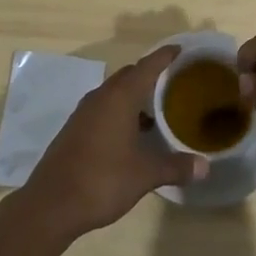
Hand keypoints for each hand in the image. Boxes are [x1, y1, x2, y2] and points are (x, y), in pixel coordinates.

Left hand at [20, 44, 205, 239]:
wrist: (51, 205)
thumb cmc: (102, 180)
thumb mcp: (145, 174)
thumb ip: (176, 166)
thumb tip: (205, 167)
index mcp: (120, 97)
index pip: (147, 65)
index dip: (165, 56)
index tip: (181, 50)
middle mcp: (101, 97)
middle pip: (129, 75)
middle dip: (150, 75)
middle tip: (174, 83)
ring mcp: (84, 113)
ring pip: (114, 92)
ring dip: (134, 96)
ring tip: (157, 110)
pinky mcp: (75, 129)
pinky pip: (103, 108)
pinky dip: (120, 111)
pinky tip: (132, 134)